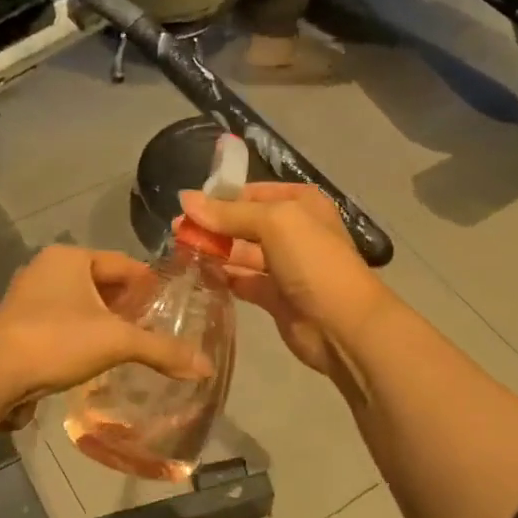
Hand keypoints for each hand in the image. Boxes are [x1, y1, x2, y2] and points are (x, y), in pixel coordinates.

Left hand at [0, 245, 211, 426]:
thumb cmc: (57, 341)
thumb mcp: (116, 342)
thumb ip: (162, 350)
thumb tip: (207, 367)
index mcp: (70, 258)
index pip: (124, 263)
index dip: (150, 284)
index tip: (173, 306)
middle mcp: (47, 269)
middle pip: (102, 283)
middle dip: (129, 305)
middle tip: (157, 328)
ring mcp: (29, 297)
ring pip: (82, 304)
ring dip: (106, 322)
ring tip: (133, 345)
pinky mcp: (19, 325)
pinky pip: (64, 323)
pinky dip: (84, 335)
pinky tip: (99, 358)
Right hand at [179, 184, 392, 376]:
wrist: (342, 324)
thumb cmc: (313, 261)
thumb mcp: (273, 222)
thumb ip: (228, 212)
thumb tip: (185, 199)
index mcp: (300, 204)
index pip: (251, 193)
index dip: (220, 198)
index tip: (186, 207)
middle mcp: (293, 231)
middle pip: (244, 223)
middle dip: (212, 226)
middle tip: (175, 232)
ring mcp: (285, 265)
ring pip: (241, 253)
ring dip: (213, 252)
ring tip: (178, 252)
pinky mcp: (275, 296)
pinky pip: (242, 281)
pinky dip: (222, 278)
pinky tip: (196, 276)